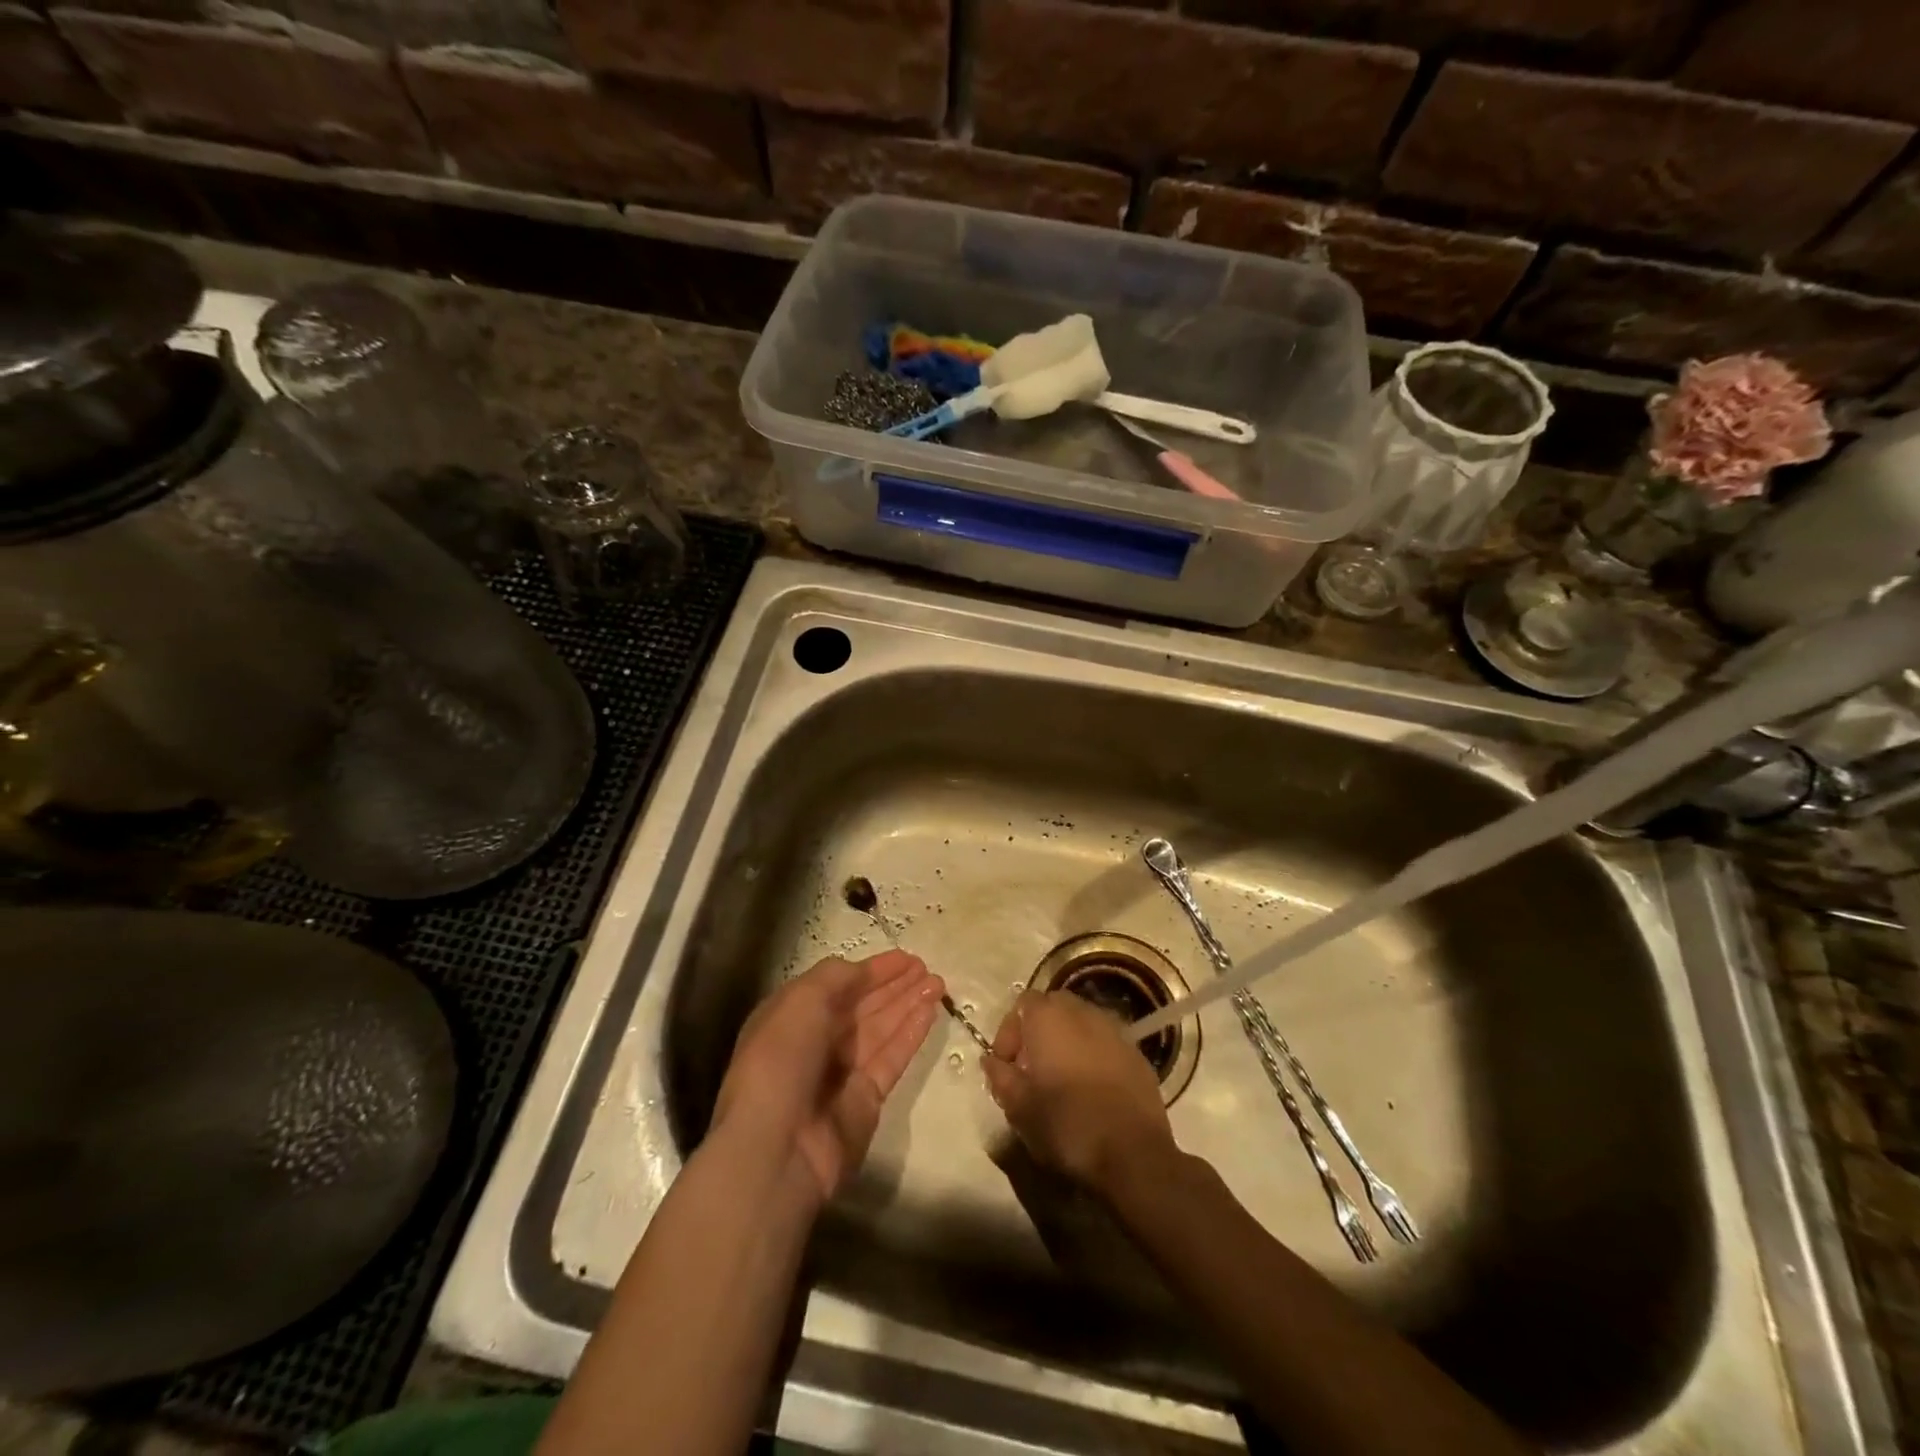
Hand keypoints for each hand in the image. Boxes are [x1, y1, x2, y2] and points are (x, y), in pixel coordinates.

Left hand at [714, 951, 943, 1206]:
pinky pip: (892, 1058)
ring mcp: (842, 1073)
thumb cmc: (781, 1062)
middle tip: (927, 968)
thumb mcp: (800, 1002)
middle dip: (894, 986)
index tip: (905, 958)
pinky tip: (931, 1012)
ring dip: (908, 1004)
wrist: (776, 1149)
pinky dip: (911, 1034)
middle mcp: (816, 1042)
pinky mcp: (866, 1101)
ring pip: (881, 1029)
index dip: (871, 970)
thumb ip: (835, 978)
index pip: (837, 986)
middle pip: (862, 1006)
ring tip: (939, 983)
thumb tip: (862, 971)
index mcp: (792, 1017)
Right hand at [981, 991, 1174, 1194]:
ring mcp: (1115, 1031)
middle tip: (1031, 1069)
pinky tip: (1091, 1091)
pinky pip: (1106, 1045)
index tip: (1005, 1065)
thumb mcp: (1019, 1107)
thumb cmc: (1066, 1125)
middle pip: (1054, 1008)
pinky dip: (1093, 1057)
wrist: (1133, 1154)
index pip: (1023, 1003)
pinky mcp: (1137, 1055)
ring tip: (1061, 1081)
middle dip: (1039, 1032)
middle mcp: (1083, 1013)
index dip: (1009, 1032)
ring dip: (1067, 1043)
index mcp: (1050, 1018)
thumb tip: (991, 1061)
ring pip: (1082, 1024)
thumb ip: (1001, 1076)